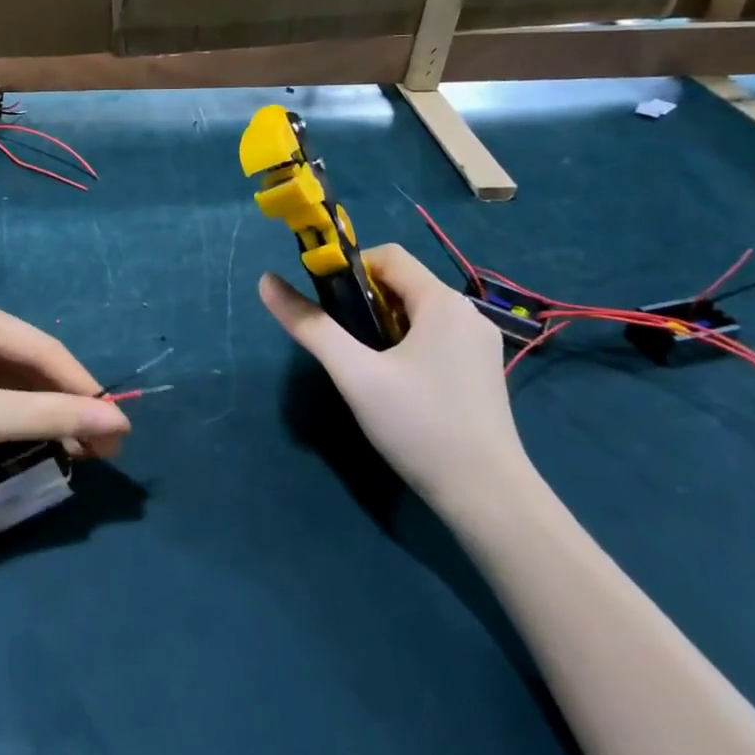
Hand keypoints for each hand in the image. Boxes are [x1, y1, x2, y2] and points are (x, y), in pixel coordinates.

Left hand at [0, 288, 130, 495]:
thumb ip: (49, 416)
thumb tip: (120, 422)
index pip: (41, 347)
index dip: (82, 386)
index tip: (119, 423)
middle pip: (28, 363)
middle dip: (64, 404)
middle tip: (105, 444)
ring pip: (12, 382)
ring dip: (44, 414)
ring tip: (81, 448)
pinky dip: (16, 418)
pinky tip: (42, 440)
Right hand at [259, 245, 532, 520]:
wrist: (488, 498)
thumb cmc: (420, 426)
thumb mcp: (355, 374)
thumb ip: (310, 326)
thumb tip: (266, 281)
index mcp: (442, 302)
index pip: (387, 256)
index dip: (350, 270)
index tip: (328, 306)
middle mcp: (467, 313)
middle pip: (402, 284)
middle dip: (364, 304)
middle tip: (346, 345)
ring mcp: (479, 344)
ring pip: (416, 313)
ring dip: (383, 326)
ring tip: (368, 369)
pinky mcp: (481, 371)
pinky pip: (434, 337)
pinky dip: (406, 345)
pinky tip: (397, 386)